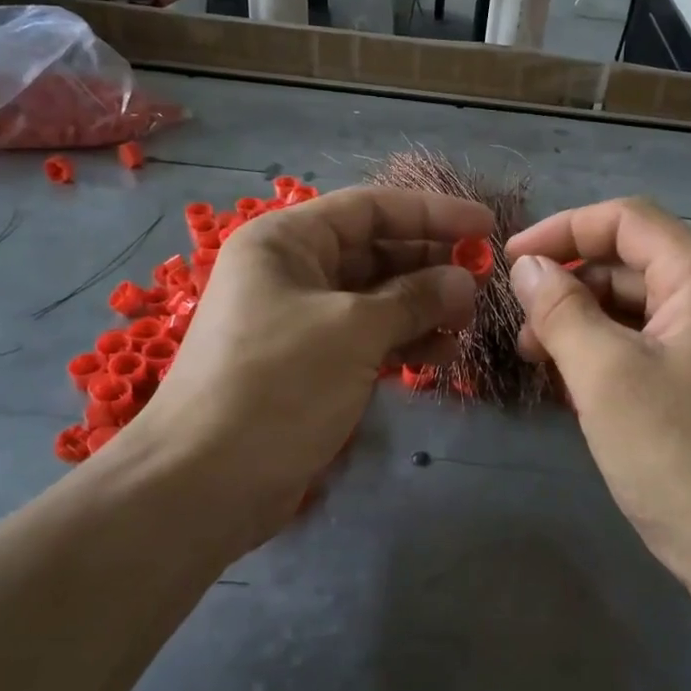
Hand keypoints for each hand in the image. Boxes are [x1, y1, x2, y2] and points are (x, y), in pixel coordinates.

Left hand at [96, 186, 489, 554]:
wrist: (205, 482)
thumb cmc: (277, 384)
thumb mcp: (352, 331)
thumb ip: (413, 299)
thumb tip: (463, 280)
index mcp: (286, 241)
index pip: (370, 208)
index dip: (431, 214)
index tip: (485, 227)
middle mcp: (291, 272)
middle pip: (374, 252)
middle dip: (429, 265)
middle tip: (482, 283)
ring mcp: (299, 320)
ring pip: (373, 299)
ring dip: (421, 307)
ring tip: (466, 324)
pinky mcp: (309, 365)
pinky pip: (365, 338)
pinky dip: (401, 343)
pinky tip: (439, 355)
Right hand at [505, 197, 690, 596]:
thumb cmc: (680, 458)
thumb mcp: (605, 376)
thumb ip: (561, 310)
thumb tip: (526, 266)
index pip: (627, 220)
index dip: (562, 230)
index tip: (508, 262)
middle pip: (632, 262)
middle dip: (569, 283)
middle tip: (522, 328)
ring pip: (639, 307)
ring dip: (584, 320)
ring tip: (540, 360)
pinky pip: (652, 345)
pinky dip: (609, 351)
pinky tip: (577, 383)